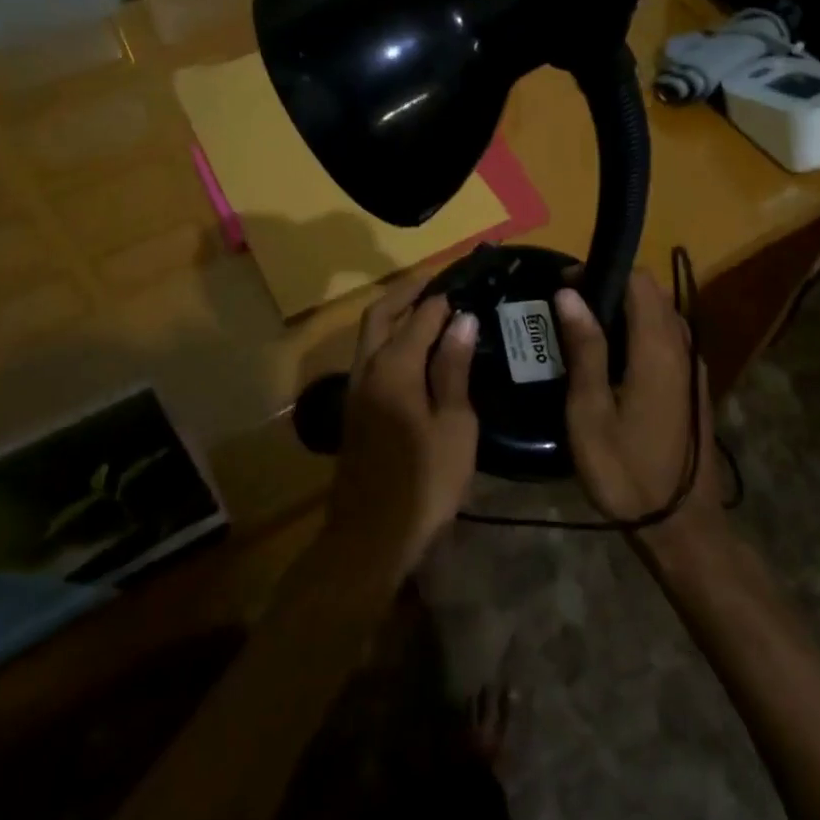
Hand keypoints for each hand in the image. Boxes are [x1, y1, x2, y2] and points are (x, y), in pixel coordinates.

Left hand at [326, 271, 479, 580]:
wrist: (372, 536)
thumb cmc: (425, 482)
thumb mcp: (454, 426)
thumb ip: (453, 369)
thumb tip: (462, 320)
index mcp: (394, 368)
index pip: (419, 317)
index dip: (441, 298)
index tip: (465, 284)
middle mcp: (367, 369)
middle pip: (380, 315)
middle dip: (406, 293)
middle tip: (438, 282)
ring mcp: (356, 390)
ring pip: (371, 337)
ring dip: (396, 316)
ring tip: (431, 312)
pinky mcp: (355, 410)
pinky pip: (371, 358)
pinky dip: (391, 341)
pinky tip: (417, 355)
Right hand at [556, 273, 720, 531]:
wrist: (681, 526)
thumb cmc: (626, 471)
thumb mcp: (591, 412)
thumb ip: (584, 348)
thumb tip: (570, 293)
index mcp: (658, 349)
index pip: (639, 281)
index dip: (601, 273)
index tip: (565, 286)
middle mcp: (683, 348)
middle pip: (651, 294)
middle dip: (610, 289)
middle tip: (567, 310)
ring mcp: (693, 367)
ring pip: (661, 315)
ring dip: (625, 311)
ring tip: (583, 332)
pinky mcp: (693, 384)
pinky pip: (667, 338)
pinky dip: (639, 332)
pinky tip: (611, 360)